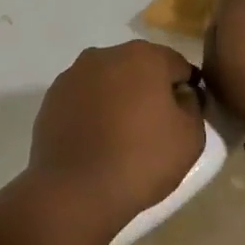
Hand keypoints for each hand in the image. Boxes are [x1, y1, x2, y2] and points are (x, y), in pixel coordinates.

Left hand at [29, 41, 204, 226]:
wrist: (75, 189)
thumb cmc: (141, 160)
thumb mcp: (190, 137)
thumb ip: (192, 106)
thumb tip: (181, 95)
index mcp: (144, 56)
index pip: (177, 65)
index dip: (185, 91)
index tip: (183, 118)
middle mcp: (106, 54)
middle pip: (139, 68)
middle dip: (149, 90)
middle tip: (153, 128)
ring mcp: (74, 74)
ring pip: (108, 81)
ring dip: (118, 98)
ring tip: (121, 137)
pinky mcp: (52, 96)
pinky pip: (83, 98)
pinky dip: (92, 111)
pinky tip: (95, 140)